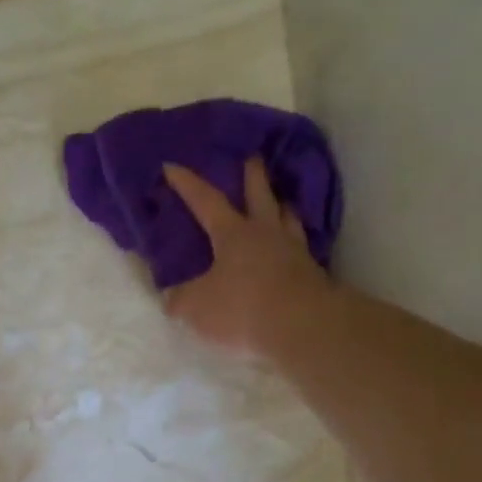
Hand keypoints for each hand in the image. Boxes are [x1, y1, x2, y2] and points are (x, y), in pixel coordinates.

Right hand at [161, 157, 336, 362]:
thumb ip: (181, 300)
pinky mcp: (311, 272)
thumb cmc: (242, 307)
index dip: (186, 184)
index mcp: (232, 233)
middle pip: (259, 194)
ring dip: (281, 205)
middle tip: (252, 157)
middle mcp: (265, 232)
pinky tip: (295, 243)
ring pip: (287, 217)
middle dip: (252, 175)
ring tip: (280, 201)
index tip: (171, 166)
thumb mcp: (197, 308)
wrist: (300, 324)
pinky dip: (295, 239)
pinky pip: (301, 246)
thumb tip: (170, 298)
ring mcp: (292, 250)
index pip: (205, 200)